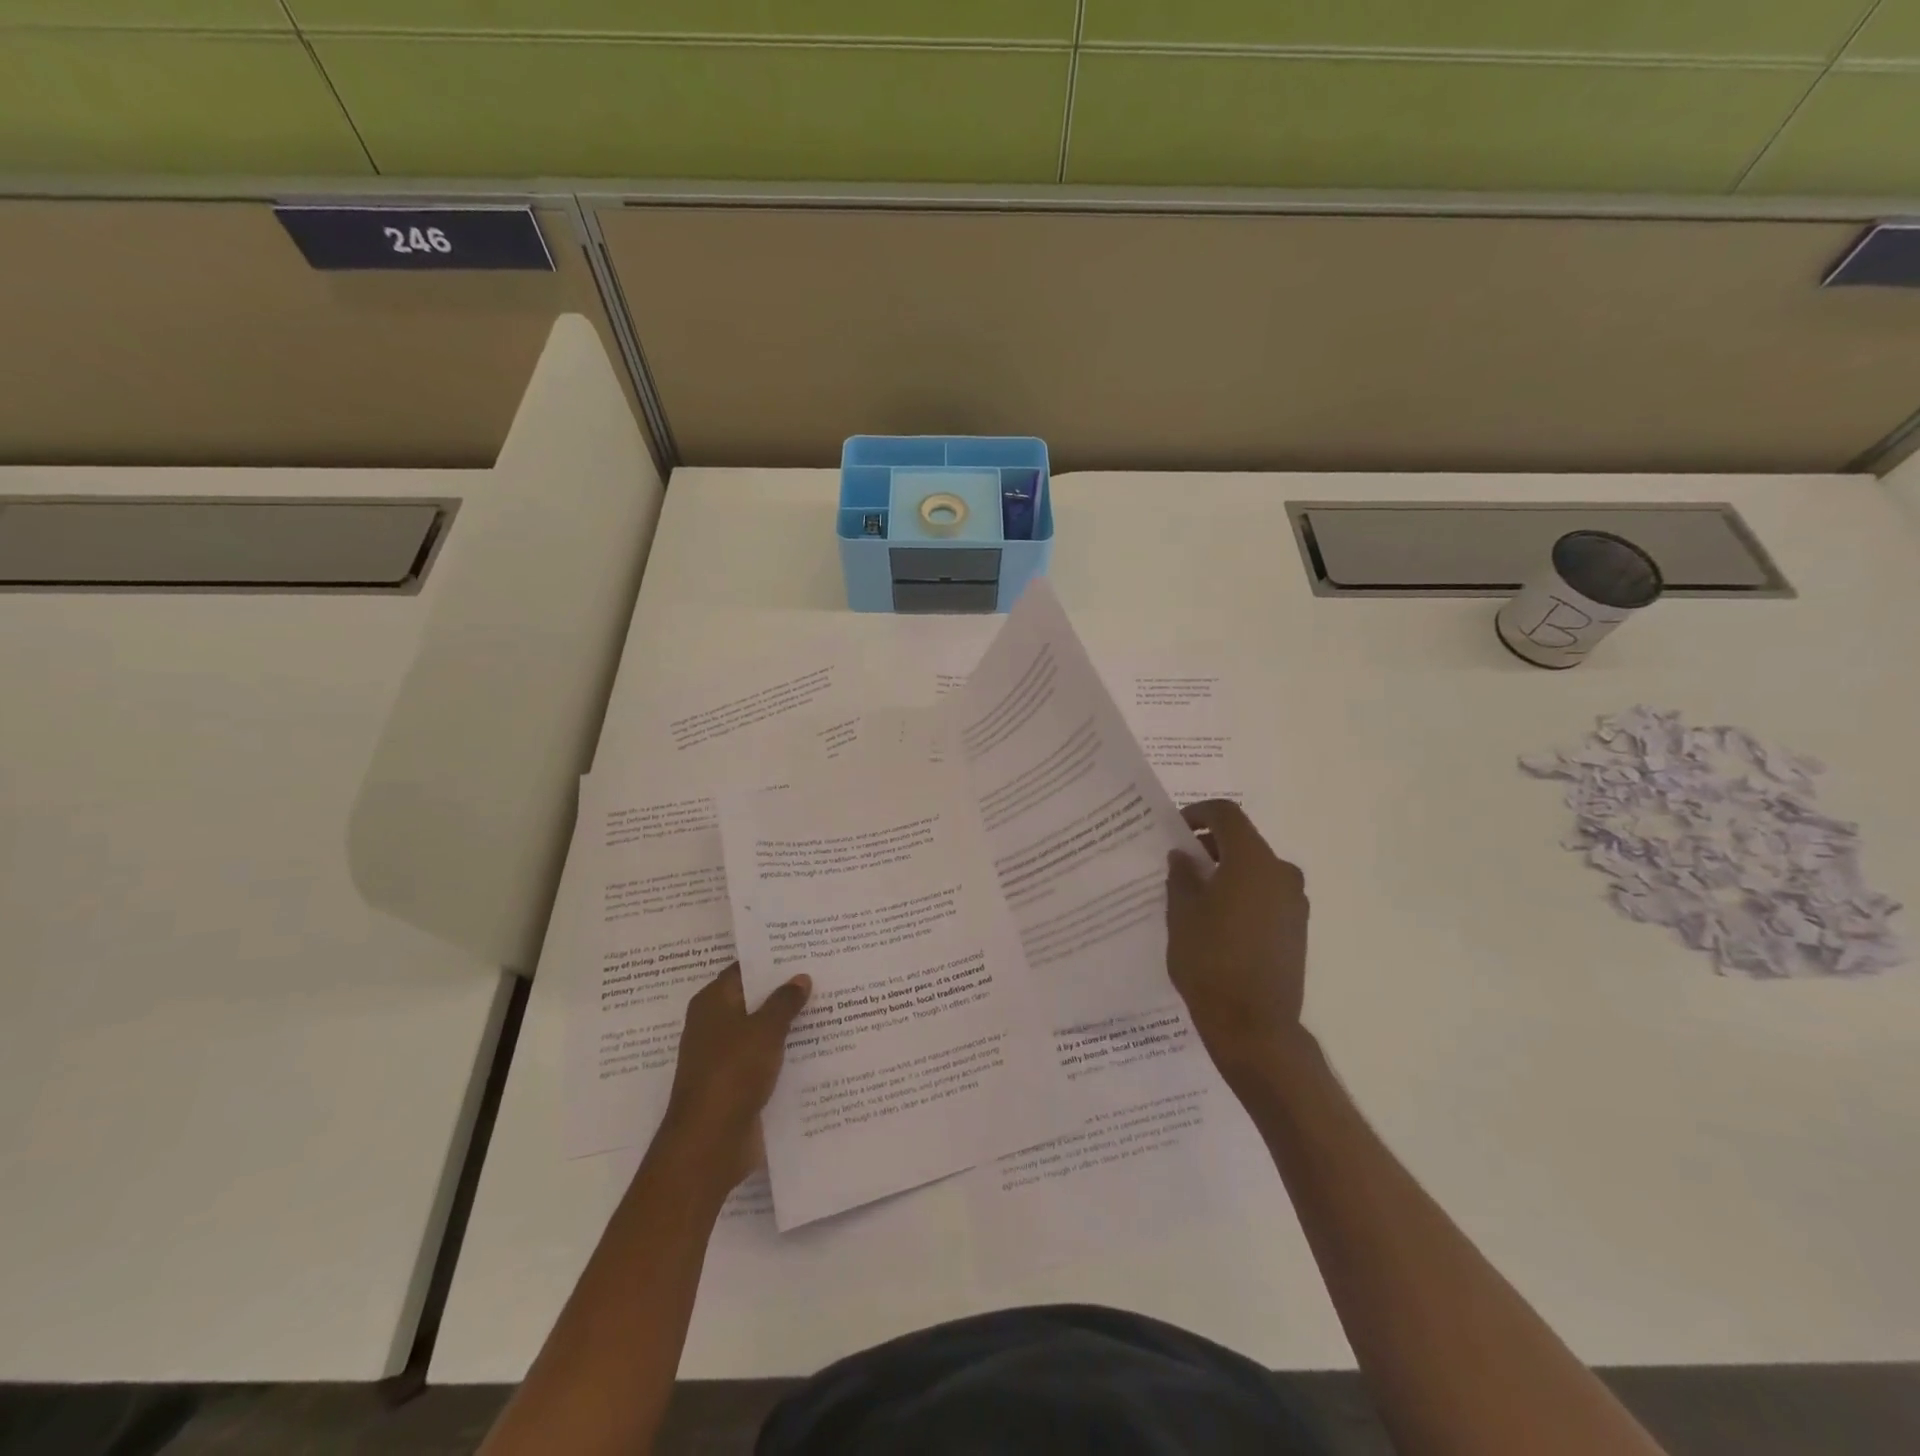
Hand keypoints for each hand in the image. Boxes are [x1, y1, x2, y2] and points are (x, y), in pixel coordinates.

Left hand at [662, 963, 810, 1188]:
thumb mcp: (764, 1030)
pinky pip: (766, 1060)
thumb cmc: (732, 1074)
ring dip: (789, 1025)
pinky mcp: (737, 1085)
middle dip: (786, 991)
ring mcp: (725, 1057)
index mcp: (713, 1003)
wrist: (709, 1144)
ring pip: (762, 1032)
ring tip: (831, 1007)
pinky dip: (786, 1054)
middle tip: (825, 975)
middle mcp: (715, 1025)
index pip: (744, 970)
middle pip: (754, 1000)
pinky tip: (819, 1047)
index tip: (804, 950)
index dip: (772, 960)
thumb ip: (784, 1002)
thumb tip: (800, 977)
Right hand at [1166, 799, 1309, 1085]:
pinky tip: (1218, 919)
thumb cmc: (1209, 961)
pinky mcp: (1297, 928)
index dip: (1199, 813)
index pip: (1227, 815)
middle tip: (1181, 864)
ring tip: (1196, 894)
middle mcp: (1281, 873)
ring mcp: (1295, 902)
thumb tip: (1184, 857)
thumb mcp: (1181, 914)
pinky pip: (1266, 895)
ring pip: (1256, 869)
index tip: (1176, 829)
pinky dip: (1243, 893)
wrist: (1254, 1025)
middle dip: (1211, 845)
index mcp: (1252, 861)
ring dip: (1228, 870)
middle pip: (1244, 841)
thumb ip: (1182, 876)